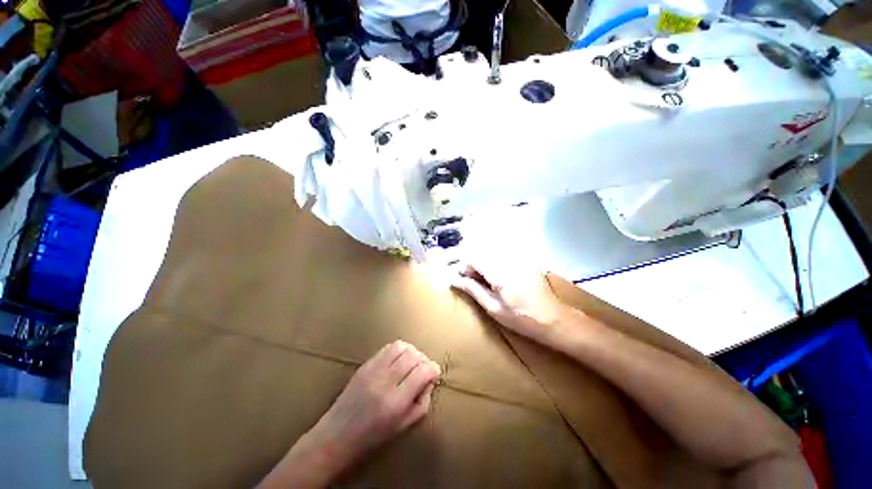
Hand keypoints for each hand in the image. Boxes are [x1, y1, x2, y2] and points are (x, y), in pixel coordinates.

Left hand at [297, 341, 440, 479]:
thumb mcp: (403, 426)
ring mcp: (373, 370)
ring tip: (412, 363)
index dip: (433, 369)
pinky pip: (388, 347)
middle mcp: (385, 381)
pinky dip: (399, 350)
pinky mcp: (365, 364)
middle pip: (413, 355)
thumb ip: (422, 402)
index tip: (434, 374)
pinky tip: (398, 360)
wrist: (337, 435)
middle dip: (424, 359)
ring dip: (412, 351)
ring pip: (401, 346)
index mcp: (396, 402)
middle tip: (424, 369)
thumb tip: (430, 380)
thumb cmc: (372, 437)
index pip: (423, 371)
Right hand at [451, 262, 569, 343]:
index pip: (473, 257)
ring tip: (490, 283)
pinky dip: (497, 264)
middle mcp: (508, 259)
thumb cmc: (521, 318)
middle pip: (482, 252)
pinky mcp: (526, 260)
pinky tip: (503, 279)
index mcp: (499, 271)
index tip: (467, 282)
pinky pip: (504, 256)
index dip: (465, 268)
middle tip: (478, 284)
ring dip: (485, 265)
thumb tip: (454, 280)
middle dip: (475, 266)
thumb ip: (473, 290)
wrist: (555, 320)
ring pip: (492, 253)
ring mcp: (519, 258)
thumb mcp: (493, 308)